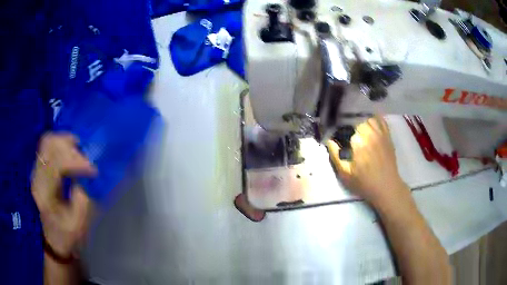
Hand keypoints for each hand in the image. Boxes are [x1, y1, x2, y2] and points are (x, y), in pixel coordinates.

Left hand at [31, 133, 96, 257]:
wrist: (54, 241)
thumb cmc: (68, 236)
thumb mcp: (78, 222)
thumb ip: (82, 196)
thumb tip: (87, 173)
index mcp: (45, 193)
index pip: (57, 163)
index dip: (76, 162)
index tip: (93, 170)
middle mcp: (37, 177)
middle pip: (49, 144)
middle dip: (69, 145)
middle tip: (85, 156)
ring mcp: (36, 172)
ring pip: (47, 142)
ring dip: (65, 142)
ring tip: (79, 151)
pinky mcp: (39, 170)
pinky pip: (48, 148)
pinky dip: (60, 146)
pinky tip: (70, 153)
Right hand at [327, 116, 408, 206]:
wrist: (386, 187)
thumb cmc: (364, 183)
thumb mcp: (345, 174)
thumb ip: (335, 155)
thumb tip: (328, 140)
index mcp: (359, 141)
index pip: (345, 124)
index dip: (338, 126)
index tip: (334, 131)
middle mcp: (370, 132)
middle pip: (357, 117)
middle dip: (349, 121)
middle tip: (344, 129)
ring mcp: (380, 133)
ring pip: (368, 116)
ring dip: (360, 118)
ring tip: (355, 124)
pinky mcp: (388, 135)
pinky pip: (380, 120)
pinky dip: (373, 118)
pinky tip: (369, 121)